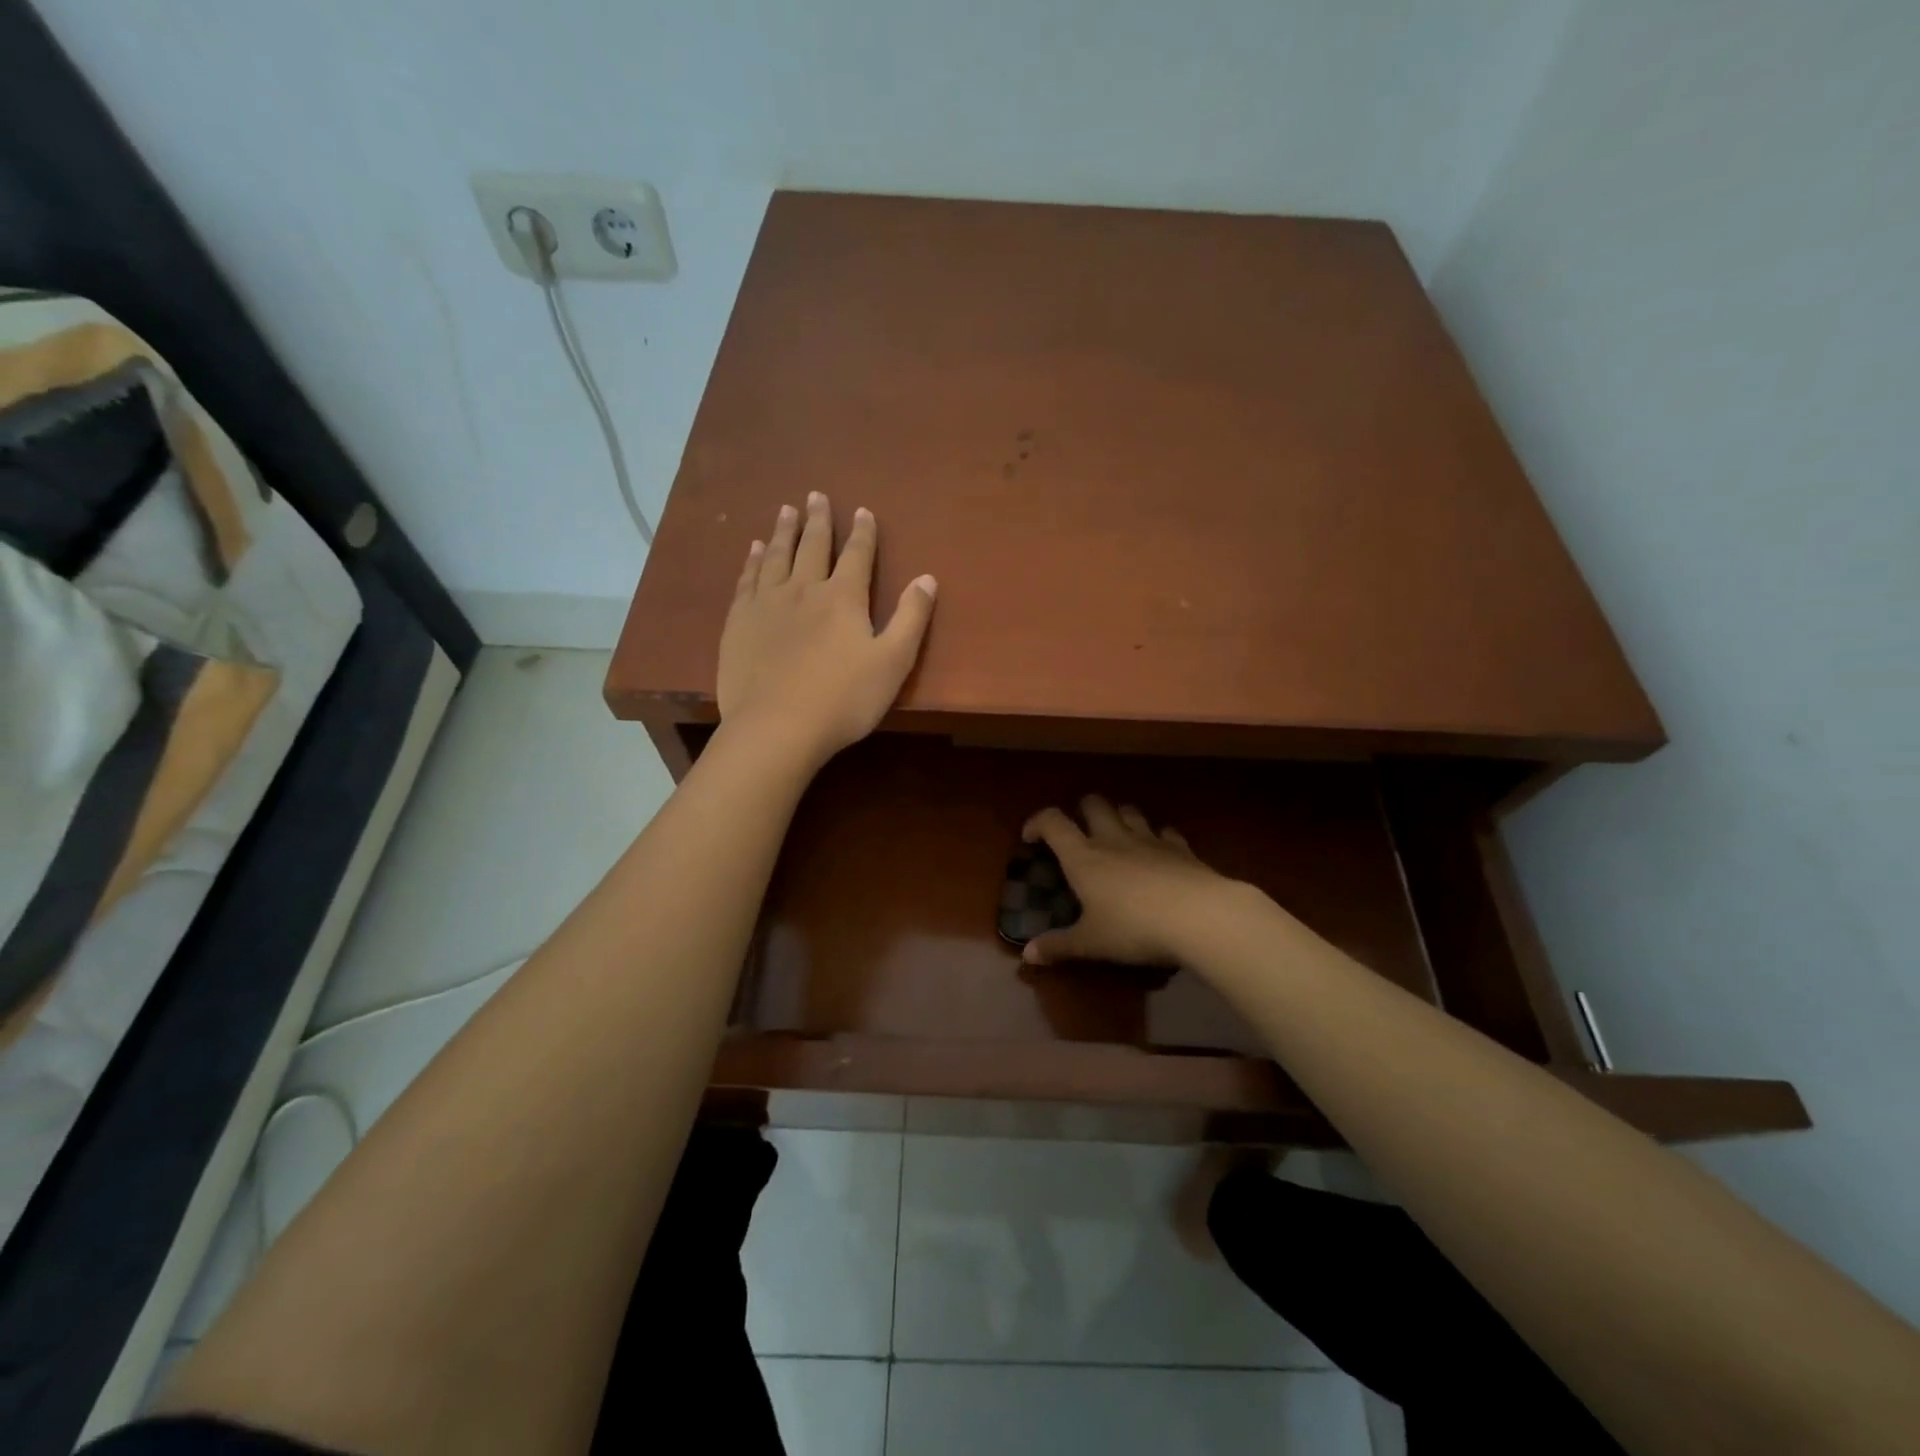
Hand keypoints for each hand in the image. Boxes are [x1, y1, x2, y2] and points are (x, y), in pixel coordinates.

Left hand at [717, 493, 936, 767]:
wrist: (777, 727)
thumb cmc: (843, 700)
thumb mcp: (892, 663)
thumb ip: (911, 619)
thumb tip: (927, 578)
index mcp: (843, 598)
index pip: (857, 555)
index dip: (862, 532)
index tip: (862, 510)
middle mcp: (803, 590)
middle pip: (812, 546)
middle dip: (818, 520)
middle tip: (816, 495)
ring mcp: (766, 604)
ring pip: (777, 556)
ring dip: (784, 531)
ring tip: (786, 510)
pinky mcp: (739, 622)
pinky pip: (747, 580)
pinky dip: (752, 561)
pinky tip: (754, 550)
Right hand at [1019, 796, 1240, 966]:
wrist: (1199, 916)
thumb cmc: (1134, 928)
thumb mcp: (1091, 943)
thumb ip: (1059, 946)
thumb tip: (1027, 955)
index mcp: (1083, 857)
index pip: (1053, 822)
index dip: (1037, 822)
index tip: (1031, 837)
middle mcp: (1113, 839)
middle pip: (1093, 804)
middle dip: (1081, 811)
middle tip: (1079, 832)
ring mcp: (1150, 839)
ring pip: (1129, 811)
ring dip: (1119, 817)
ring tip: (1117, 836)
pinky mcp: (1181, 848)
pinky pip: (1165, 831)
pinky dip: (1157, 836)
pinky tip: (1159, 851)